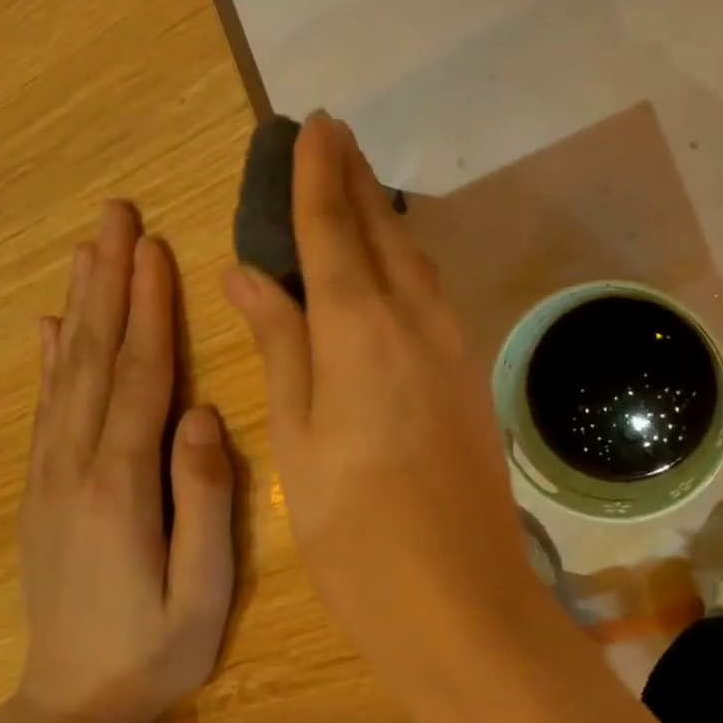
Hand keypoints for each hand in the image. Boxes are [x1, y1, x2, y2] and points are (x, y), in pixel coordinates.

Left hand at [18, 200, 234, 722]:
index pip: (142, 376)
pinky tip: (52, 324)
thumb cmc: (157, 650)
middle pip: (97, 356)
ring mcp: (51, 475)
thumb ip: (205, 500)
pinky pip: (46, 407)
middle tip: (116, 216)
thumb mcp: (204, 591)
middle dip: (110, 281)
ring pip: (68, 371)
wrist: (72, 706)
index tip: (155, 249)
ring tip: (90, 248)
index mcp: (123, 484)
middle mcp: (77, 465)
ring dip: (82, 304)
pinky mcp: (42, 488)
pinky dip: (51, 358)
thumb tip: (202, 414)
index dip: (150, 309)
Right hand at [222, 113, 543, 668]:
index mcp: (361, 328)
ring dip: (383, 216)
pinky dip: (406, 261)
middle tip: (330, 136)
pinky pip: (434, 293)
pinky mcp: (471, 372)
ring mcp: (454, 344)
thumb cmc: (356, 531)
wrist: (461, 598)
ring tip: (354, 187)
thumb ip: (280, 344)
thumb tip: (250, 273)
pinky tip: (390, 263)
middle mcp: (416, 318)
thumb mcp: (298, 439)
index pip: (334, 226)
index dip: (317, 174)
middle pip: (382, 229)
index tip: (310, 125)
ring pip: (414, 257)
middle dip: (353, 178)